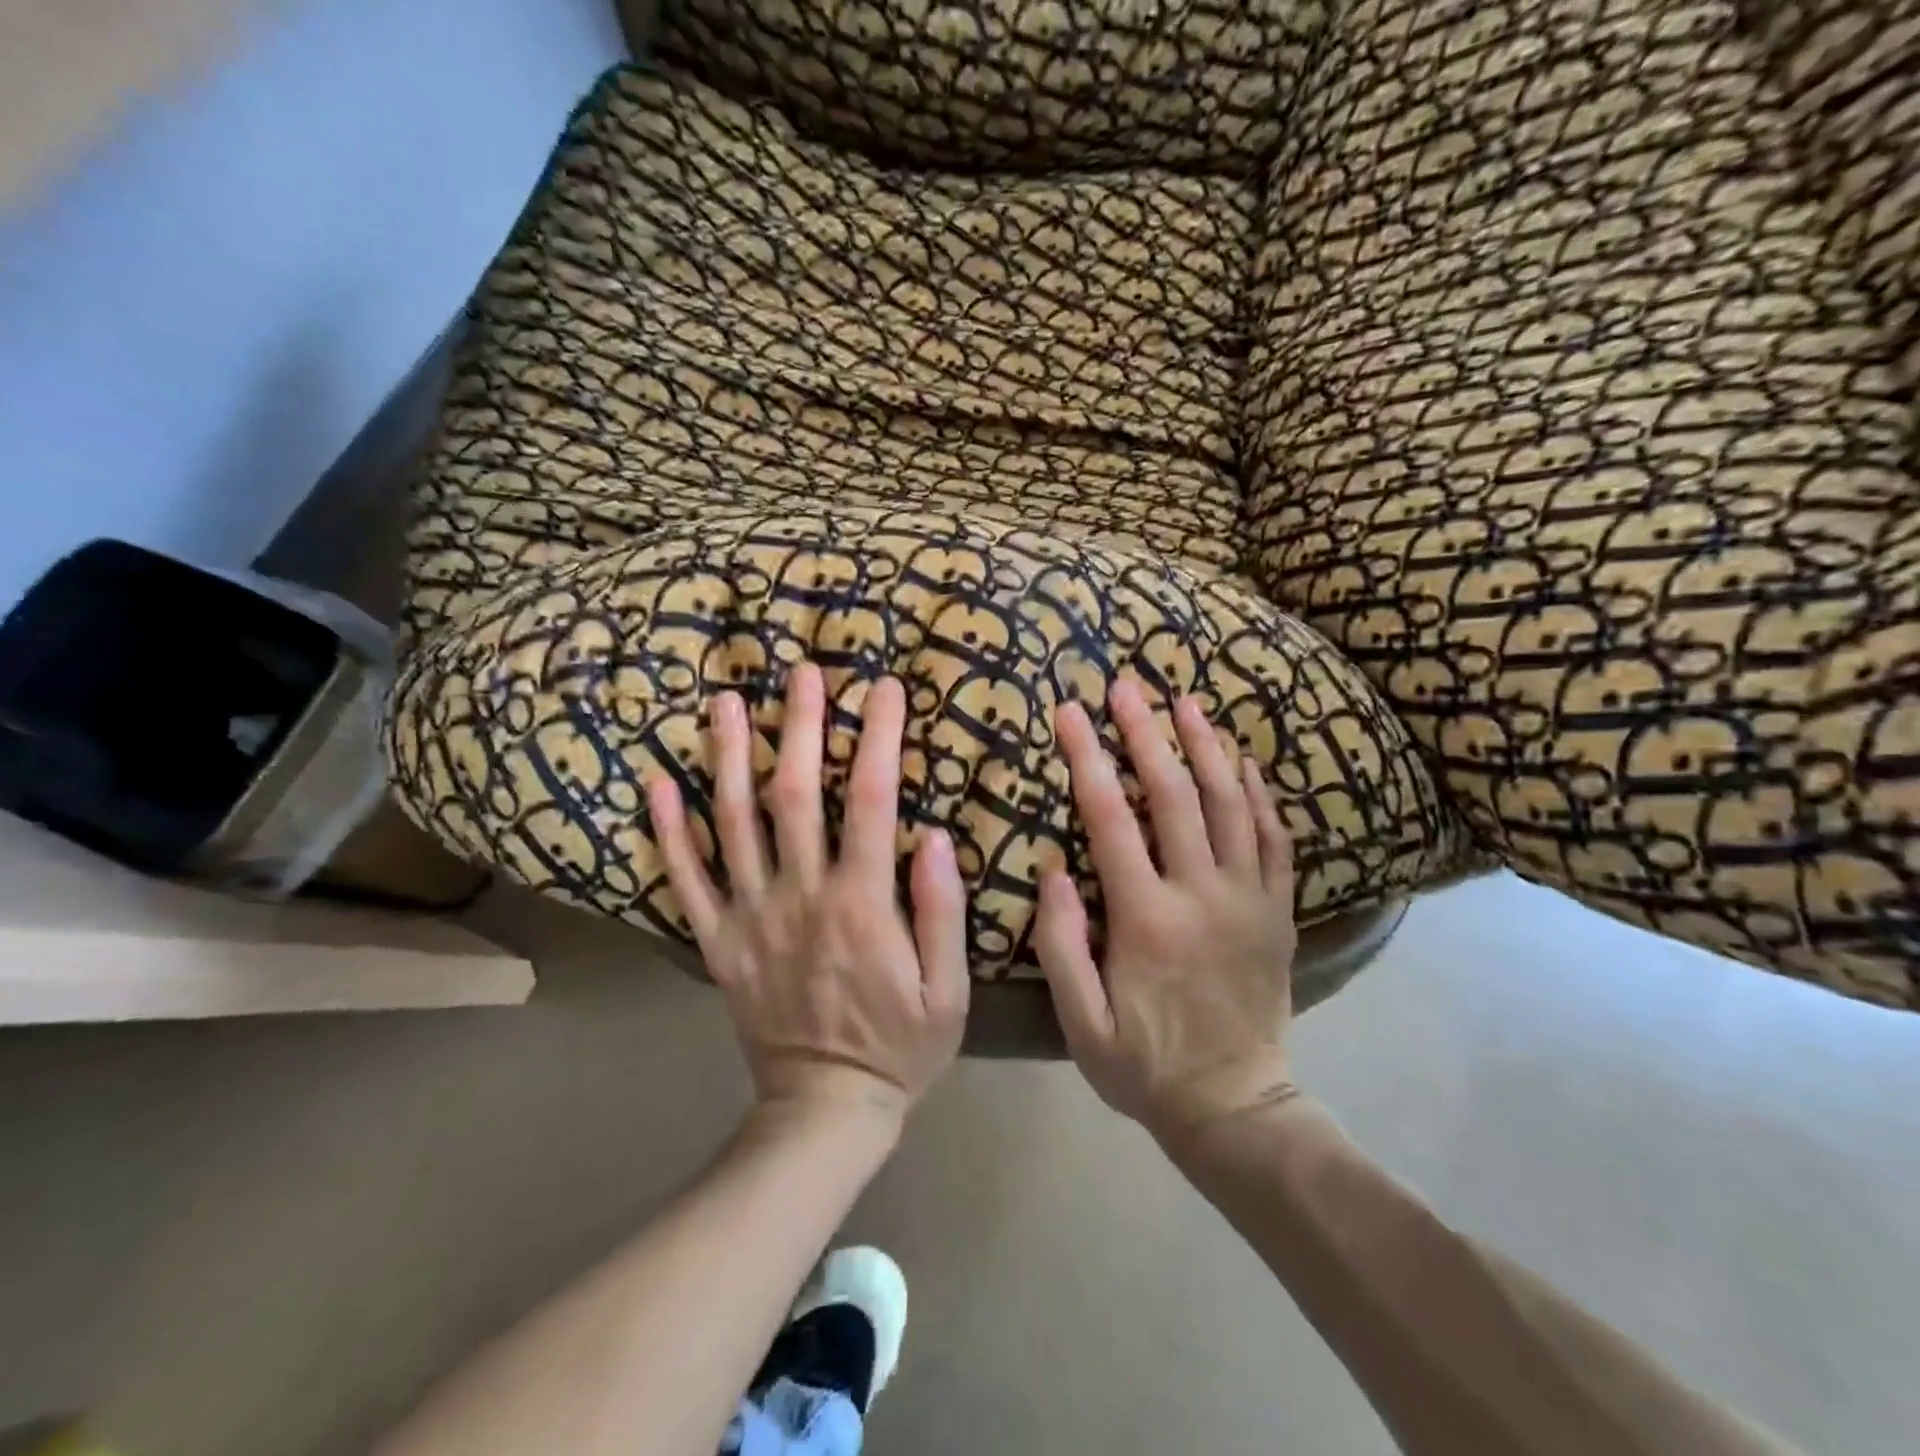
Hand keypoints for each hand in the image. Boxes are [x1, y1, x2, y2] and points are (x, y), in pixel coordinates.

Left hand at [648, 664, 969, 1131]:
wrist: (823, 1109)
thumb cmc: (899, 1048)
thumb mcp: (948, 993)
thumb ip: (941, 912)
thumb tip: (935, 835)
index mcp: (860, 905)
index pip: (871, 801)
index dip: (878, 739)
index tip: (886, 689)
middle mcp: (799, 897)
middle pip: (794, 795)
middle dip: (800, 726)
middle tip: (802, 672)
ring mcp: (749, 917)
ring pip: (733, 823)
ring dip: (730, 757)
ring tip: (727, 702)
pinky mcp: (717, 942)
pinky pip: (685, 880)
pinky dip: (669, 831)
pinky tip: (659, 783)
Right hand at [1035, 679, 1298, 1137]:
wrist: (1235, 1105)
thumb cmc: (1144, 1065)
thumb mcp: (1080, 1021)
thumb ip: (1061, 944)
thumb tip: (1054, 868)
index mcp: (1146, 919)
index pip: (1112, 819)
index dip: (1087, 759)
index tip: (1070, 712)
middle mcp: (1202, 894)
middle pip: (1174, 794)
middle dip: (1145, 732)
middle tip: (1126, 685)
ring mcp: (1249, 898)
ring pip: (1229, 803)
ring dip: (1206, 746)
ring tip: (1186, 701)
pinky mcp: (1278, 909)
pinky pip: (1273, 837)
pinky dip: (1258, 792)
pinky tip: (1243, 759)